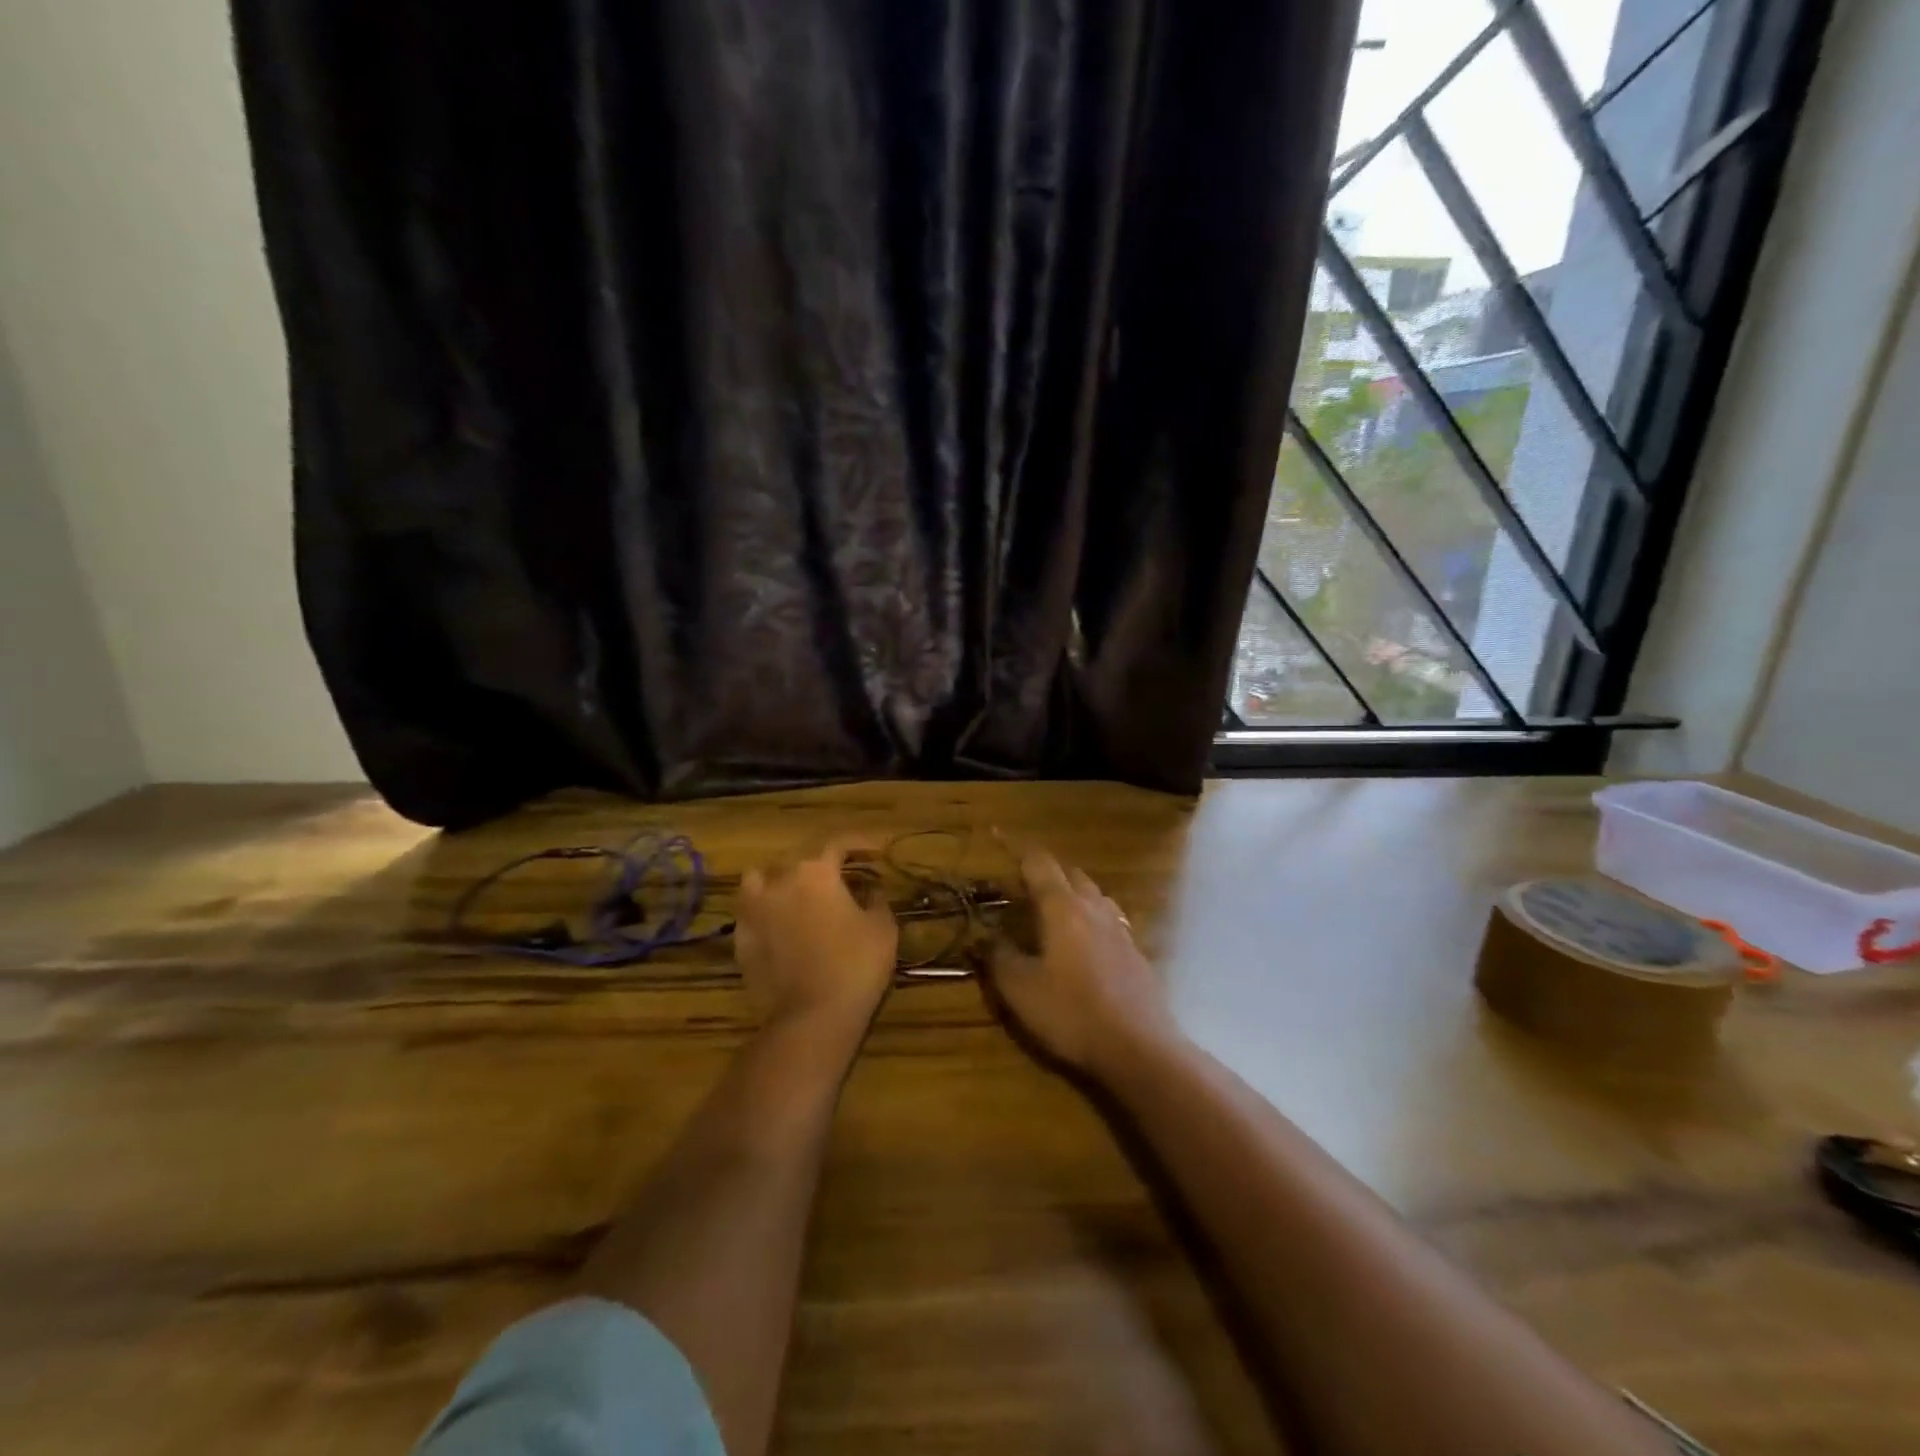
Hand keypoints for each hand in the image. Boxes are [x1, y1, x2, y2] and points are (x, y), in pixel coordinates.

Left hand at [734, 839, 898, 1042]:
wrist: (812, 1017)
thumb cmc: (856, 965)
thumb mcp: (883, 928)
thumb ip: (877, 899)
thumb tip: (871, 888)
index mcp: (816, 872)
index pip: (838, 843)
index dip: (859, 844)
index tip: (875, 852)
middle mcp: (779, 881)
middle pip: (797, 858)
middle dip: (820, 863)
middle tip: (840, 877)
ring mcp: (754, 910)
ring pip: (761, 879)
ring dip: (779, 880)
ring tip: (796, 894)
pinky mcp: (740, 939)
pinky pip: (751, 912)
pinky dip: (765, 912)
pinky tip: (780, 926)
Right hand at [988, 846, 1176, 1079]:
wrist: (1139, 1048)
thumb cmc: (1072, 1013)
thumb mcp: (1020, 989)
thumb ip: (998, 957)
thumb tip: (983, 937)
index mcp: (1062, 907)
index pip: (1038, 864)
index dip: (1016, 849)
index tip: (998, 836)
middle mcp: (1093, 907)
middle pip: (1070, 874)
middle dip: (1045, 872)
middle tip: (1022, 886)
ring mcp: (1120, 929)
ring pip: (1093, 895)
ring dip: (1071, 893)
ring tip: (1053, 910)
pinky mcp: (1135, 952)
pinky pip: (1108, 919)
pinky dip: (1090, 918)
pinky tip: (1084, 943)